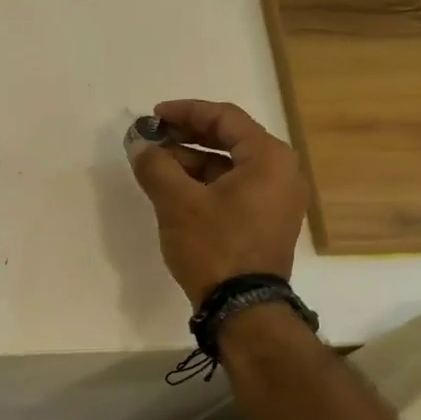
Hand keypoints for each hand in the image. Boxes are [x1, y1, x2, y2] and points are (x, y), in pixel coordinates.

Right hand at [130, 99, 307, 304]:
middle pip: (229, 141)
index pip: (224, 118)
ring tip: (156, 167)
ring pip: (229, 167)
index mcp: (268, 158)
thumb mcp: (177, 203)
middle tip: (152, 139)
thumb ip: (156, 166)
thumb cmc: (214, 246)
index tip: (154, 116)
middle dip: (186, 137)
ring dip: (192, 163)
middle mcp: (281, 172)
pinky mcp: (265, 222)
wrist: (243, 307)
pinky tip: (175, 191)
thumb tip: (139, 145)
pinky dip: (204, 185)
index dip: (185, 112)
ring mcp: (276, 200)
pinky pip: (233, 190)